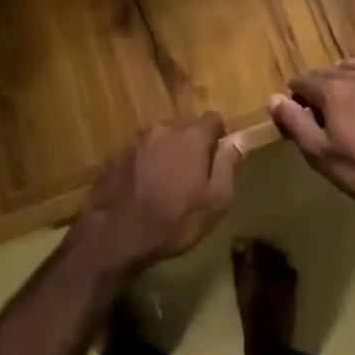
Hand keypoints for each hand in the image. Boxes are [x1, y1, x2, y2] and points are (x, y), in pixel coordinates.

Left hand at [71, 114, 241, 274]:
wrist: (115, 236)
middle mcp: (163, 129)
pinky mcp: (117, 154)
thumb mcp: (215, 202)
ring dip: (168, 153)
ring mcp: (137, 140)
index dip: (219, 136)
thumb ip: (228, 165)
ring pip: (162, 138)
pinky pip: (141, 151)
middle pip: (186, 127)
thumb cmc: (174, 221)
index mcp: (191, 137)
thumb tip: (239, 138)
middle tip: (194, 176)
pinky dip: (147, 162)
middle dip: (193, 145)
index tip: (219, 159)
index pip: (213, 119)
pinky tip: (144, 187)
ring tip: (167, 183)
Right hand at [269, 59, 354, 216]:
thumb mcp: (322, 155)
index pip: (303, 80)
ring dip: (347, 77)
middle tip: (324, 110)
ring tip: (350, 97)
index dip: (297, 95)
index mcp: (332, 91)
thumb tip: (275, 98)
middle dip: (321, 87)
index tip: (299, 112)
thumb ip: (296, 124)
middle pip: (329, 72)